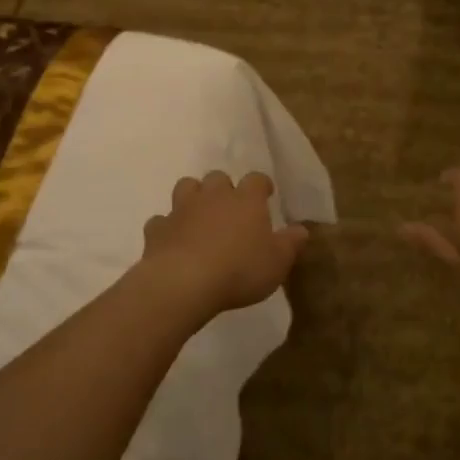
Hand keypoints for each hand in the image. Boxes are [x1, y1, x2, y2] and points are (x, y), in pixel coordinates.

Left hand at [141, 171, 309, 318]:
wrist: (184, 282)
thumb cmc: (240, 270)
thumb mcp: (277, 262)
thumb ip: (291, 243)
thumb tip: (302, 229)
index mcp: (246, 200)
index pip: (257, 180)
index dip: (262, 185)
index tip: (266, 194)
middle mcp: (213, 196)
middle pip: (218, 177)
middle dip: (223, 188)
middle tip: (230, 207)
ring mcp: (182, 209)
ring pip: (186, 187)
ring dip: (193, 197)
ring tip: (199, 216)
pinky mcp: (158, 229)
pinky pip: (161, 221)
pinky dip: (167, 227)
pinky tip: (173, 241)